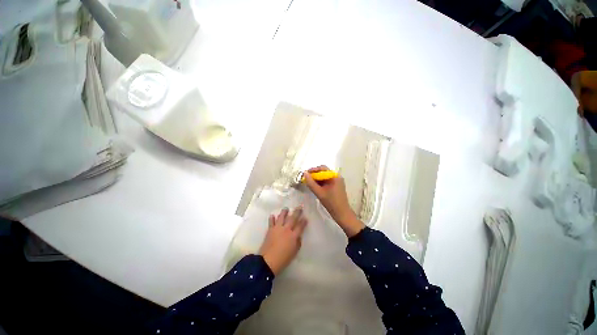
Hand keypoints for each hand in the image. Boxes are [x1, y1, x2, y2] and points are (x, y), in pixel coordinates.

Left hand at [259, 207, 307, 274]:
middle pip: (292, 218)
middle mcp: (286, 229)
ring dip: (284, 212)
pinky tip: (272, 215)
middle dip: (297, 212)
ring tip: (286, 208)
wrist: (268, 261)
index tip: (305, 218)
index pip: (300, 226)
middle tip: (299, 207)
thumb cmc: (283, 259)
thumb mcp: (294, 252)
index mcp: (293, 236)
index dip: (303, 221)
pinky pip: (271, 222)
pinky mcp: (270, 230)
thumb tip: (298, 236)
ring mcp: (277, 228)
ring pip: (282, 217)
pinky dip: (272, 218)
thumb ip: (298, 243)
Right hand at [303, 165, 364, 237]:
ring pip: (324, 177)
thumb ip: (311, 183)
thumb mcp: (319, 193)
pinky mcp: (336, 187)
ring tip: (309, 184)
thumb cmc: (331, 203)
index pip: (323, 168)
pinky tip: (315, 187)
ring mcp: (337, 182)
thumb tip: (304, 173)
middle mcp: (337, 177)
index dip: (313, 170)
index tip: (305, 174)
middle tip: (306, 179)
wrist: (342, 214)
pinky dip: (320, 183)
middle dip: (314, 175)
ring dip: (317, 179)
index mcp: (335, 176)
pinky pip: (327, 182)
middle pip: (324, 172)